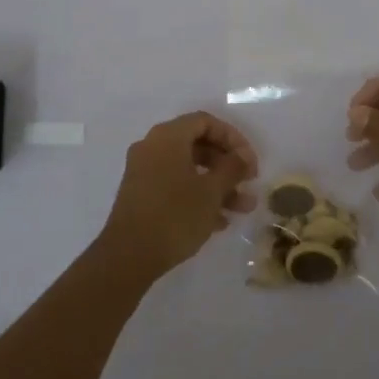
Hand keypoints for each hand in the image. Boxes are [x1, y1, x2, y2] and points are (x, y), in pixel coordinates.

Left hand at [99, 112, 259, 282]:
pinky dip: (197, 196)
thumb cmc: (175, 216)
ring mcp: (144, 172)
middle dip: (227, 165)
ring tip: (242, 208)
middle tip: (249, 183)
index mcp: (167, 137)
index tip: (250, 162)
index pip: (205, 121)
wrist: (128, 257)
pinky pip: (175, 186)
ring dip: (217, 185)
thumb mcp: (211, 191)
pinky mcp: (141, 196)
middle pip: (197, 145)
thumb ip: (232, 168)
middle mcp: (152, 147)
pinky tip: (219, 222)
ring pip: (188, 169)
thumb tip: (242, 156)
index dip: (233, 138)